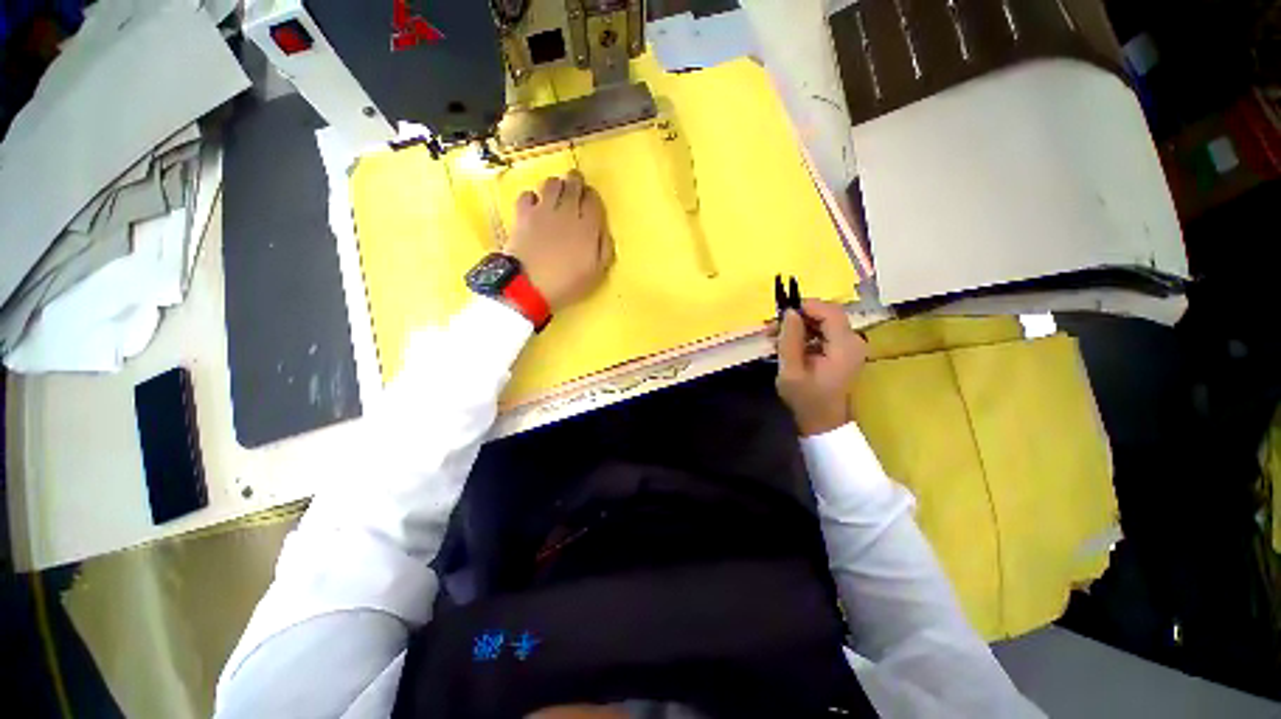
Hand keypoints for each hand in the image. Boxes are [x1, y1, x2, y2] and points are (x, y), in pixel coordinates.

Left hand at [505, 170, 614, 311]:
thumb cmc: (567, 284)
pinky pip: (528, 194)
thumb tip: (604, 232)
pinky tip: (535, 206)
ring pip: (551, 183)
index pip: (594, 200)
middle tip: (576, 185)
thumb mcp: (596, 273)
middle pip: (573, 185)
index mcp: (588, 228)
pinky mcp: (522, 214)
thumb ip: (604, 249)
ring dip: (556, 185)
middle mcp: (567, 212)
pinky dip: (533, 197)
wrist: (529, 286)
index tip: (591, 200)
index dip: (593, 196)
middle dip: (576, 182)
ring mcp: (543, 211)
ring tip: (557, 193)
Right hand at [773, 299, 868, 436]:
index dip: (807, 306)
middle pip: (828, 314)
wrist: (823, 422)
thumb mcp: (791, 371)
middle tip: (773, 327)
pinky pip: (825, 333)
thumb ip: (790, 340)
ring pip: (824, 322)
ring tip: (775, 336)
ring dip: (800, 325)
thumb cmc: (806, 399)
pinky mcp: (844, 351)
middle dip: (799, 316)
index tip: (781, 312)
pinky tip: (788, 344)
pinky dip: (805, 334)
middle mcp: (853, 341)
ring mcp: (850, 346)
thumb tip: (789, 312)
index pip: (830, 311)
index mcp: (844, 346)